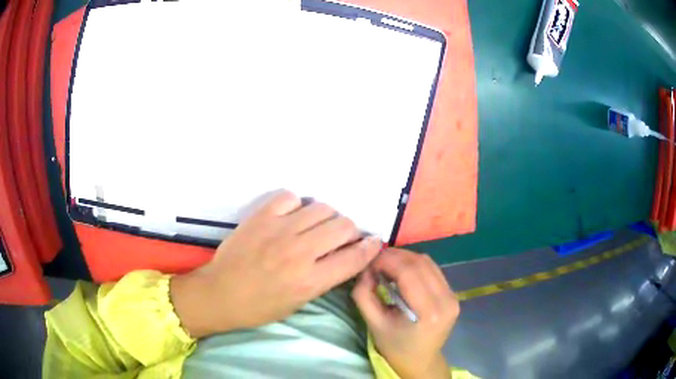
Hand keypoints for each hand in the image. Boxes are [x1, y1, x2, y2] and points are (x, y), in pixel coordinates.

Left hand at [171, 190, 381, 337]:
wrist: (220, 293)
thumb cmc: (260, 306)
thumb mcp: (299, 302)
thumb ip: (326, 277)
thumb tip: (346, 255)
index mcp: (310, 281)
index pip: (354, 258)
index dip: (371, 248)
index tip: (373, 242)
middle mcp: (299, 252)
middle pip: (343, 226)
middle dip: (350, 231)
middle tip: (340, 238)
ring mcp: (279, 231)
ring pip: (322, 208)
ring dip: (326, 217)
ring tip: (316, 226)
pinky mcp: (261, 217)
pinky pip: (290, 197)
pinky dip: (297, 205)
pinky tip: (291, 217)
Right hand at [352, 248, 458, 378]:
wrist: (419, 360)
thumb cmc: (395, 346)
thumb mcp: (373, 323)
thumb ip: (364, 295)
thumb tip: (365, 269)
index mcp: (428, 312)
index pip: (408, 273)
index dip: (387, 261)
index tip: (369, 261)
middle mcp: (446, 300)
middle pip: (420, 263)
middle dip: (395, 256)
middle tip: (375, 261)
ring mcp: (453, 296)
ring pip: (428, 263)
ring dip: (405, 258)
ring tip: (386, 265)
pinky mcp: (453, 294)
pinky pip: (433, 270)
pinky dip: (415, 265)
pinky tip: (402, 272)